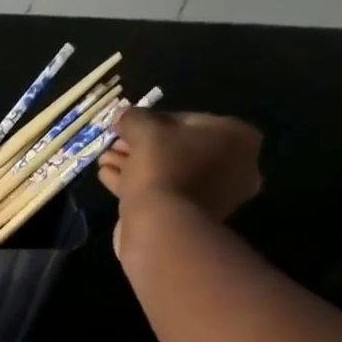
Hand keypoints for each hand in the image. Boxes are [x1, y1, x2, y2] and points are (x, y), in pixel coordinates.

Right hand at [97, 110, 262, 254]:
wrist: (162, 227)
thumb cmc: (164, 168)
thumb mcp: (146, 132)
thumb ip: (134, 119)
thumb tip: (122, 114)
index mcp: (236, 137)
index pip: (187, 120)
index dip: (151, 122)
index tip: (126, 127)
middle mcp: (234, 165)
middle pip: (177, 149)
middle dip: (141, 147)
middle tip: (113, 145)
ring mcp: (214, 195)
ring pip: (167, 172)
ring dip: (134, 166)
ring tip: (104, 161)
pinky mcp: (191, 218)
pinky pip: (163, 193)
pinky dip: (137, 185)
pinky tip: (108, 177)